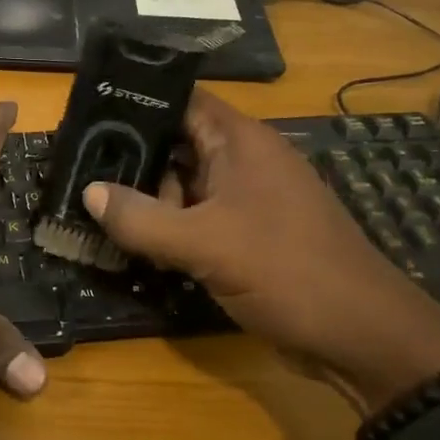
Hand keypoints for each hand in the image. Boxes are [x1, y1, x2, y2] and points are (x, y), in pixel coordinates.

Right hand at [82, 90, 439, 412]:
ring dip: (146, 199)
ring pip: (184, 186)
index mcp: (241, 142)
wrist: (362, 338)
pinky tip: (130, 242)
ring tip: (92, 207)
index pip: (181, 101)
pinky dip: (168, 228)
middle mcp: (244, 162)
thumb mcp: (205, 243)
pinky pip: (196, 220)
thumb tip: (88, 192)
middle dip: (131, 157)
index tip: (88, 112)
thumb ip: (140, 218)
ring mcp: (247, 201)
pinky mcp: (247, 236)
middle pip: (176, 144)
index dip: (136, 102)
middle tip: (77, 167)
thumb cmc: (287, 272)